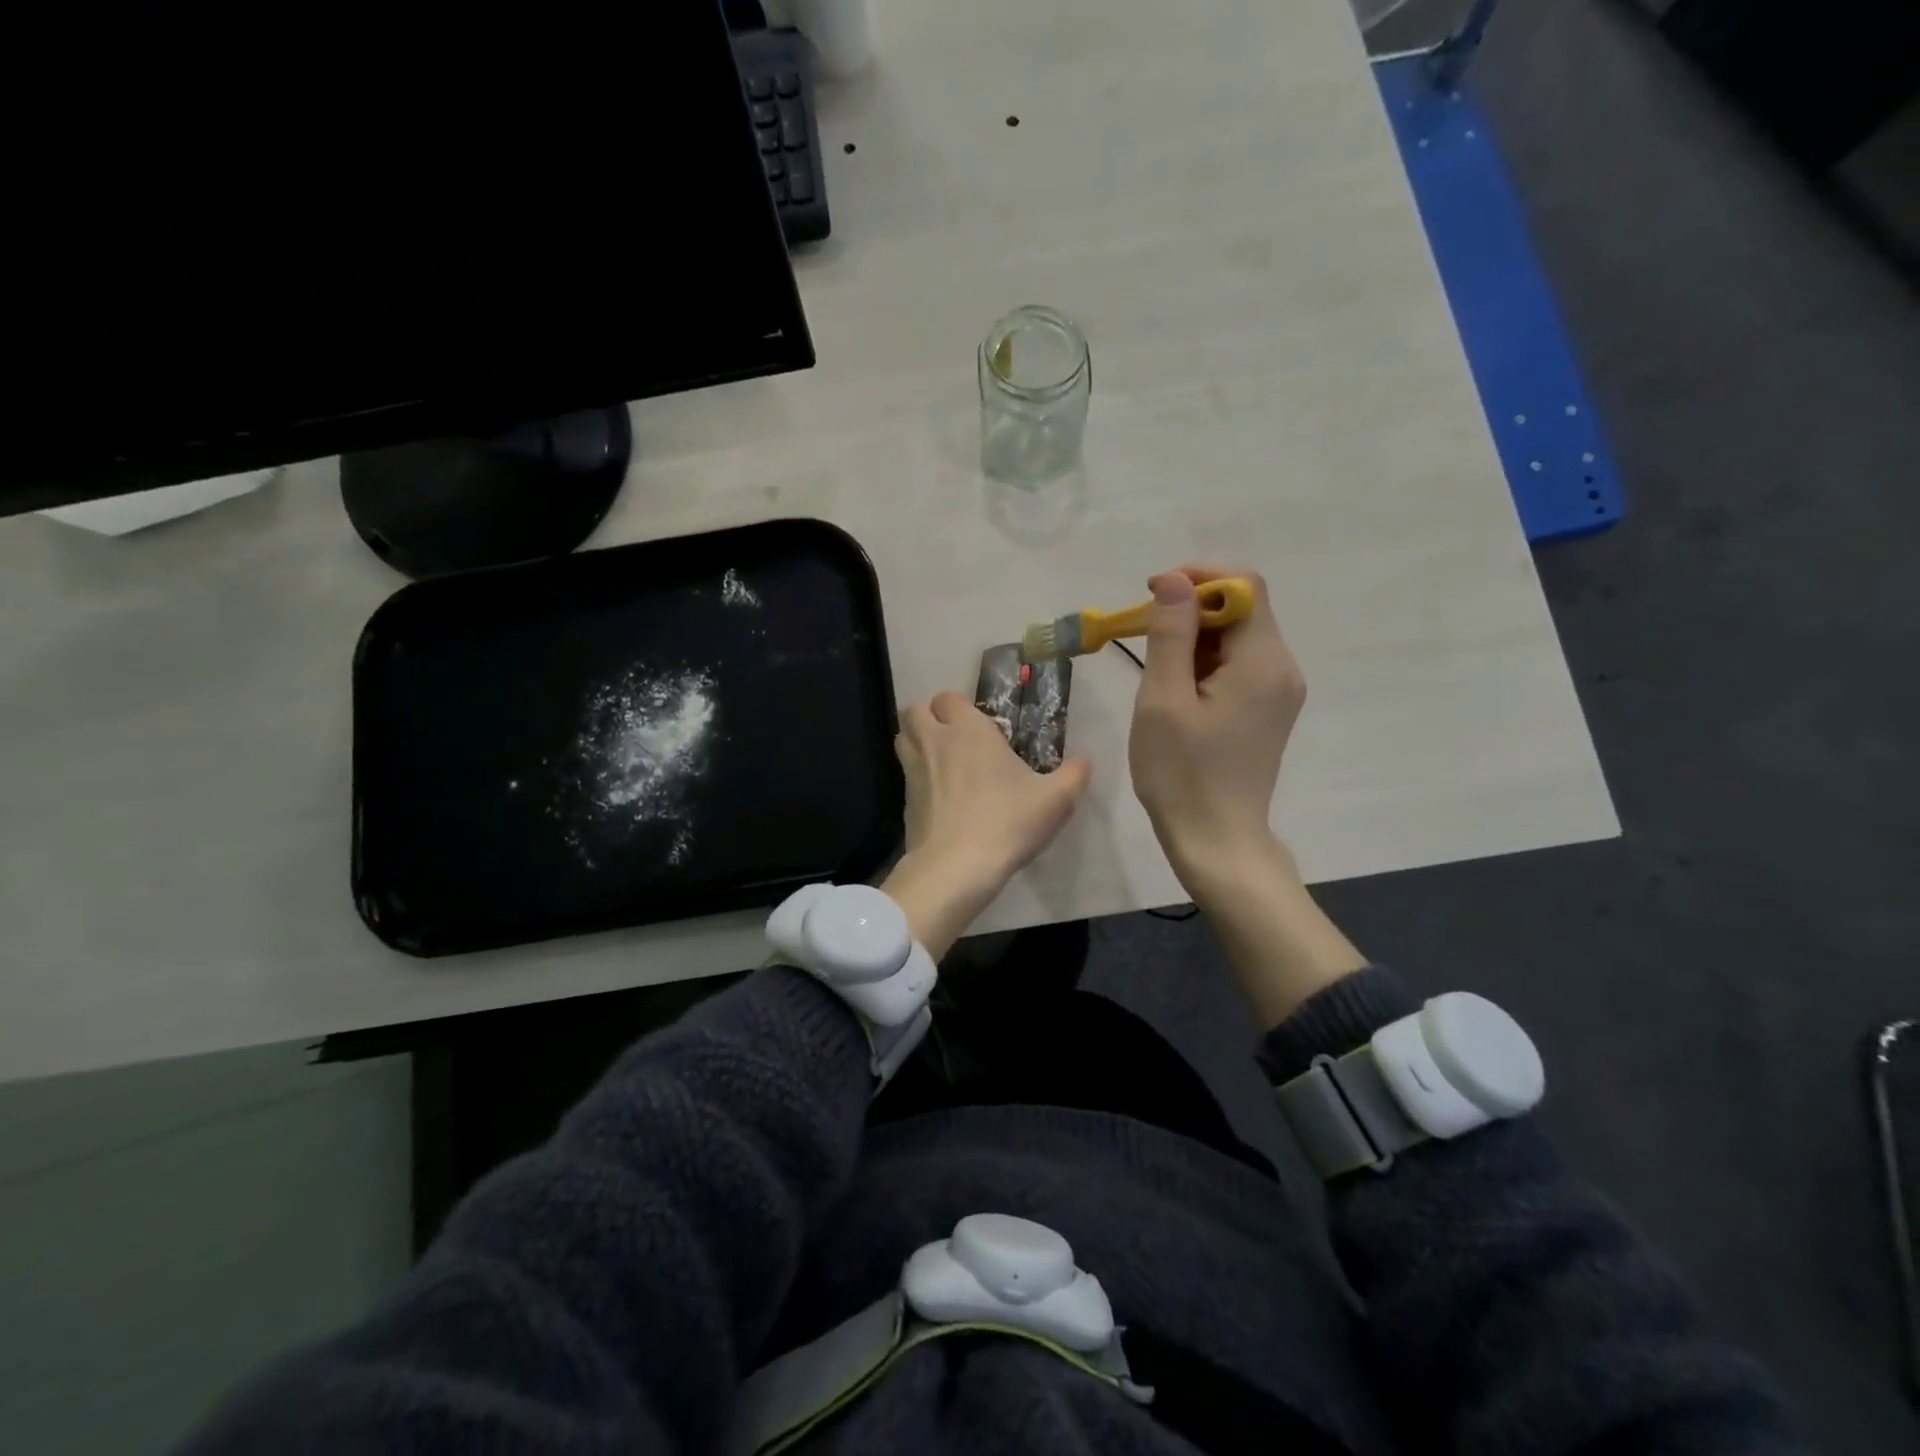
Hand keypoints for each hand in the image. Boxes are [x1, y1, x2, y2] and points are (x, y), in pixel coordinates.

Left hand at [882, 691, 1091, 958]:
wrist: (956, 867)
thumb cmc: (1007, 822)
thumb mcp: (1056, 800)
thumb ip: (1074, 775)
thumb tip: (1084, 760)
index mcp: (967, 730)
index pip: (949, 697)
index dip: (960, 707)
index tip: (980, 726)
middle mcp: (934, 742)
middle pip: (915, 710)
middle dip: (930, 716)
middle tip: (955, 737)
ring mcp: (913, 771)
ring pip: (902, 738)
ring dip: (916, 740)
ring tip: (942, 759)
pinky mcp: (904, 802)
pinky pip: (905, 775)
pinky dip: (916, 776)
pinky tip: (938, 796)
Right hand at [1127, 564, 1364, 1026]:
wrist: (1216, 841)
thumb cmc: (1182, 773)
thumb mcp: (1164, 699)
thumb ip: (1170, 633)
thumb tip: (1174, 580)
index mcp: (1263, 661)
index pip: (1244, 587)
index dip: (1199, 578)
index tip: (1153, 594)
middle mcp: (1282, 668)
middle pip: (1243, 610)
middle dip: (1192, 609)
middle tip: (1144, 635)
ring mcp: (1279, 691)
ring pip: (1238, 638)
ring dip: (1195, 637)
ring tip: (1156, 669)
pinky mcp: (1268, 710)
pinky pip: (1239, 666)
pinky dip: (1206, 662)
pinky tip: (1177, 689)